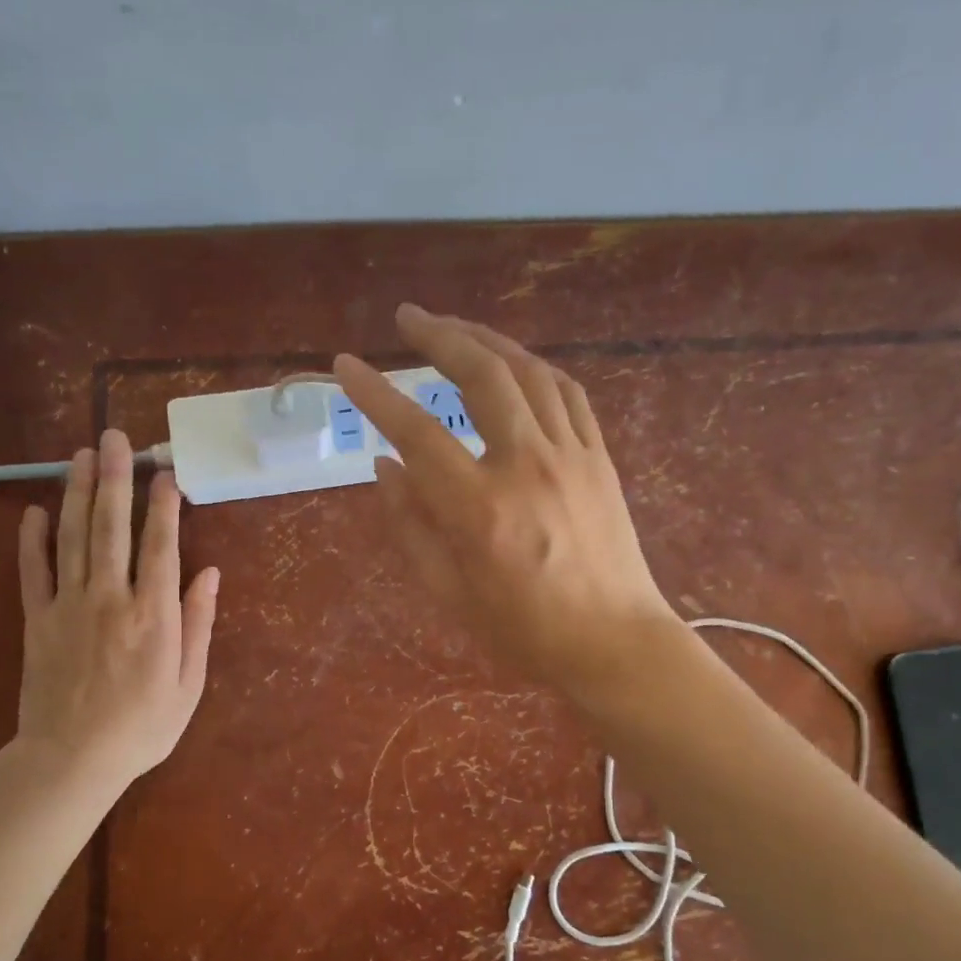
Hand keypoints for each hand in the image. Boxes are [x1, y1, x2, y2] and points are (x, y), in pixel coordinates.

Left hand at [13, 430, 219, 785]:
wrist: (71, 760)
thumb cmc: (141, 727)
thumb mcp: (188, 684)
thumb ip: (198, 624)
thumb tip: (209, 573)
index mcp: (153, 615)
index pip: (160, 546)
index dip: (163, 506)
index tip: (165, 472)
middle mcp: (109, 598)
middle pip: (111, 527)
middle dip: (115, 478)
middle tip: (115, 437)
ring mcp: (67, 605)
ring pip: (72, 537)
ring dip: (77, 492)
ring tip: (82, 454)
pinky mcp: (36, 619)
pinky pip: (32, 571)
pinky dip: (32, 539)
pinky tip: (35, 510)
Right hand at [333, 304, 679, 694]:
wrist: (614, 643)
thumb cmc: (524, 631)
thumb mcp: (449, 593)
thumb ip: (410, 526)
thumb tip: (384, 466)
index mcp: (479, 508)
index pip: (416, 432)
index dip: (375, 393)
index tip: (345, 364)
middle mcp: (526, 465)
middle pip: (481, 375)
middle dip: (439, 335)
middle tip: (408, 316)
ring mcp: (571, 455)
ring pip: (528, 372)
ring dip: (487, 339)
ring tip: (454, 328)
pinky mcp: (599, 458)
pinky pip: (567, 393)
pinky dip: (534, 368)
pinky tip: (514, 364)